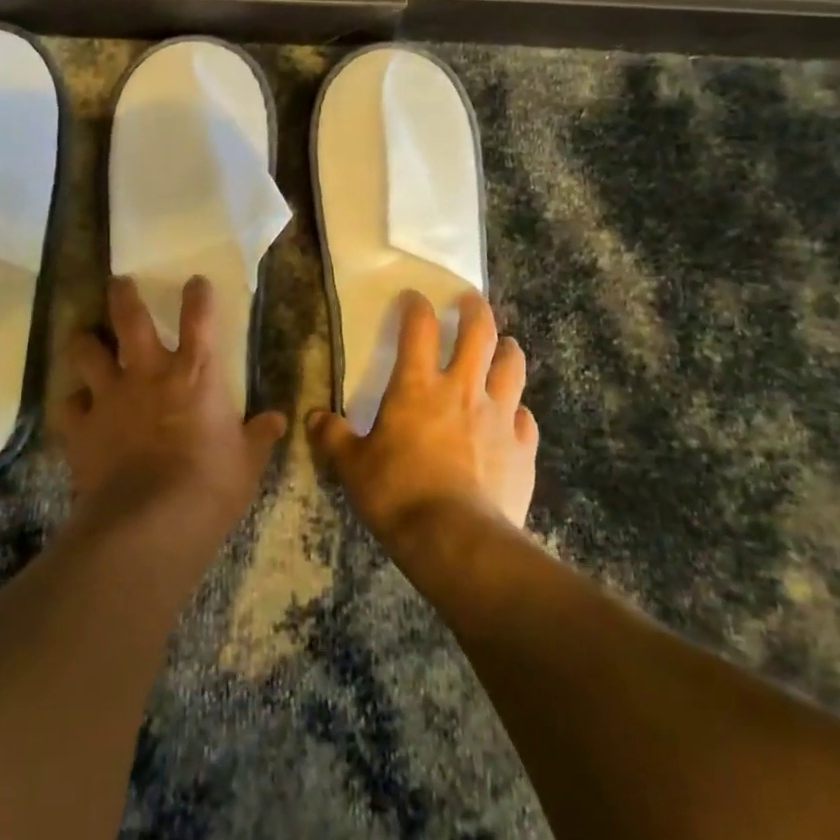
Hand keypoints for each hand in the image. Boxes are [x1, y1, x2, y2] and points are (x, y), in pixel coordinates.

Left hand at [58, 275, 287, 545]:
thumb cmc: (211, 485)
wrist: (152, 523)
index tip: (195, 282)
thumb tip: (276, 420)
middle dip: (122, 296)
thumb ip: (259, 436)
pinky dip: (73, 403)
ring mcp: (111, 398)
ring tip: (84, 338)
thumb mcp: (247, 462)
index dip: (198, 295)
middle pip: (129, 319)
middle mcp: (148, 374)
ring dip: (85, 343)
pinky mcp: (82, 429)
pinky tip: (76, 407)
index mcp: (195, 374)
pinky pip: (69, 405)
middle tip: (118, 283)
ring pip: (87, 352)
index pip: (199, 319)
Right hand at [308, 290, 537, 558]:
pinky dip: (518, 410)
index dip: (416, 306)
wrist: (456, 541)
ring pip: (512, 366)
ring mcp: (499, 416)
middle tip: (471, 301)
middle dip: (475, 310)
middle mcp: (462, 389)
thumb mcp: (352, 467)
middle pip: (479, 332)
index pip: (418, 328)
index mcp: (417, 386)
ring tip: (504, 345)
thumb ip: (333, 437)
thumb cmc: (397, 494)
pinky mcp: (522, 448)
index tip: (414, 298)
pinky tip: (514, 416)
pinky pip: (526, 418)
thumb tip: (314, 418)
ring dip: (508, 349)